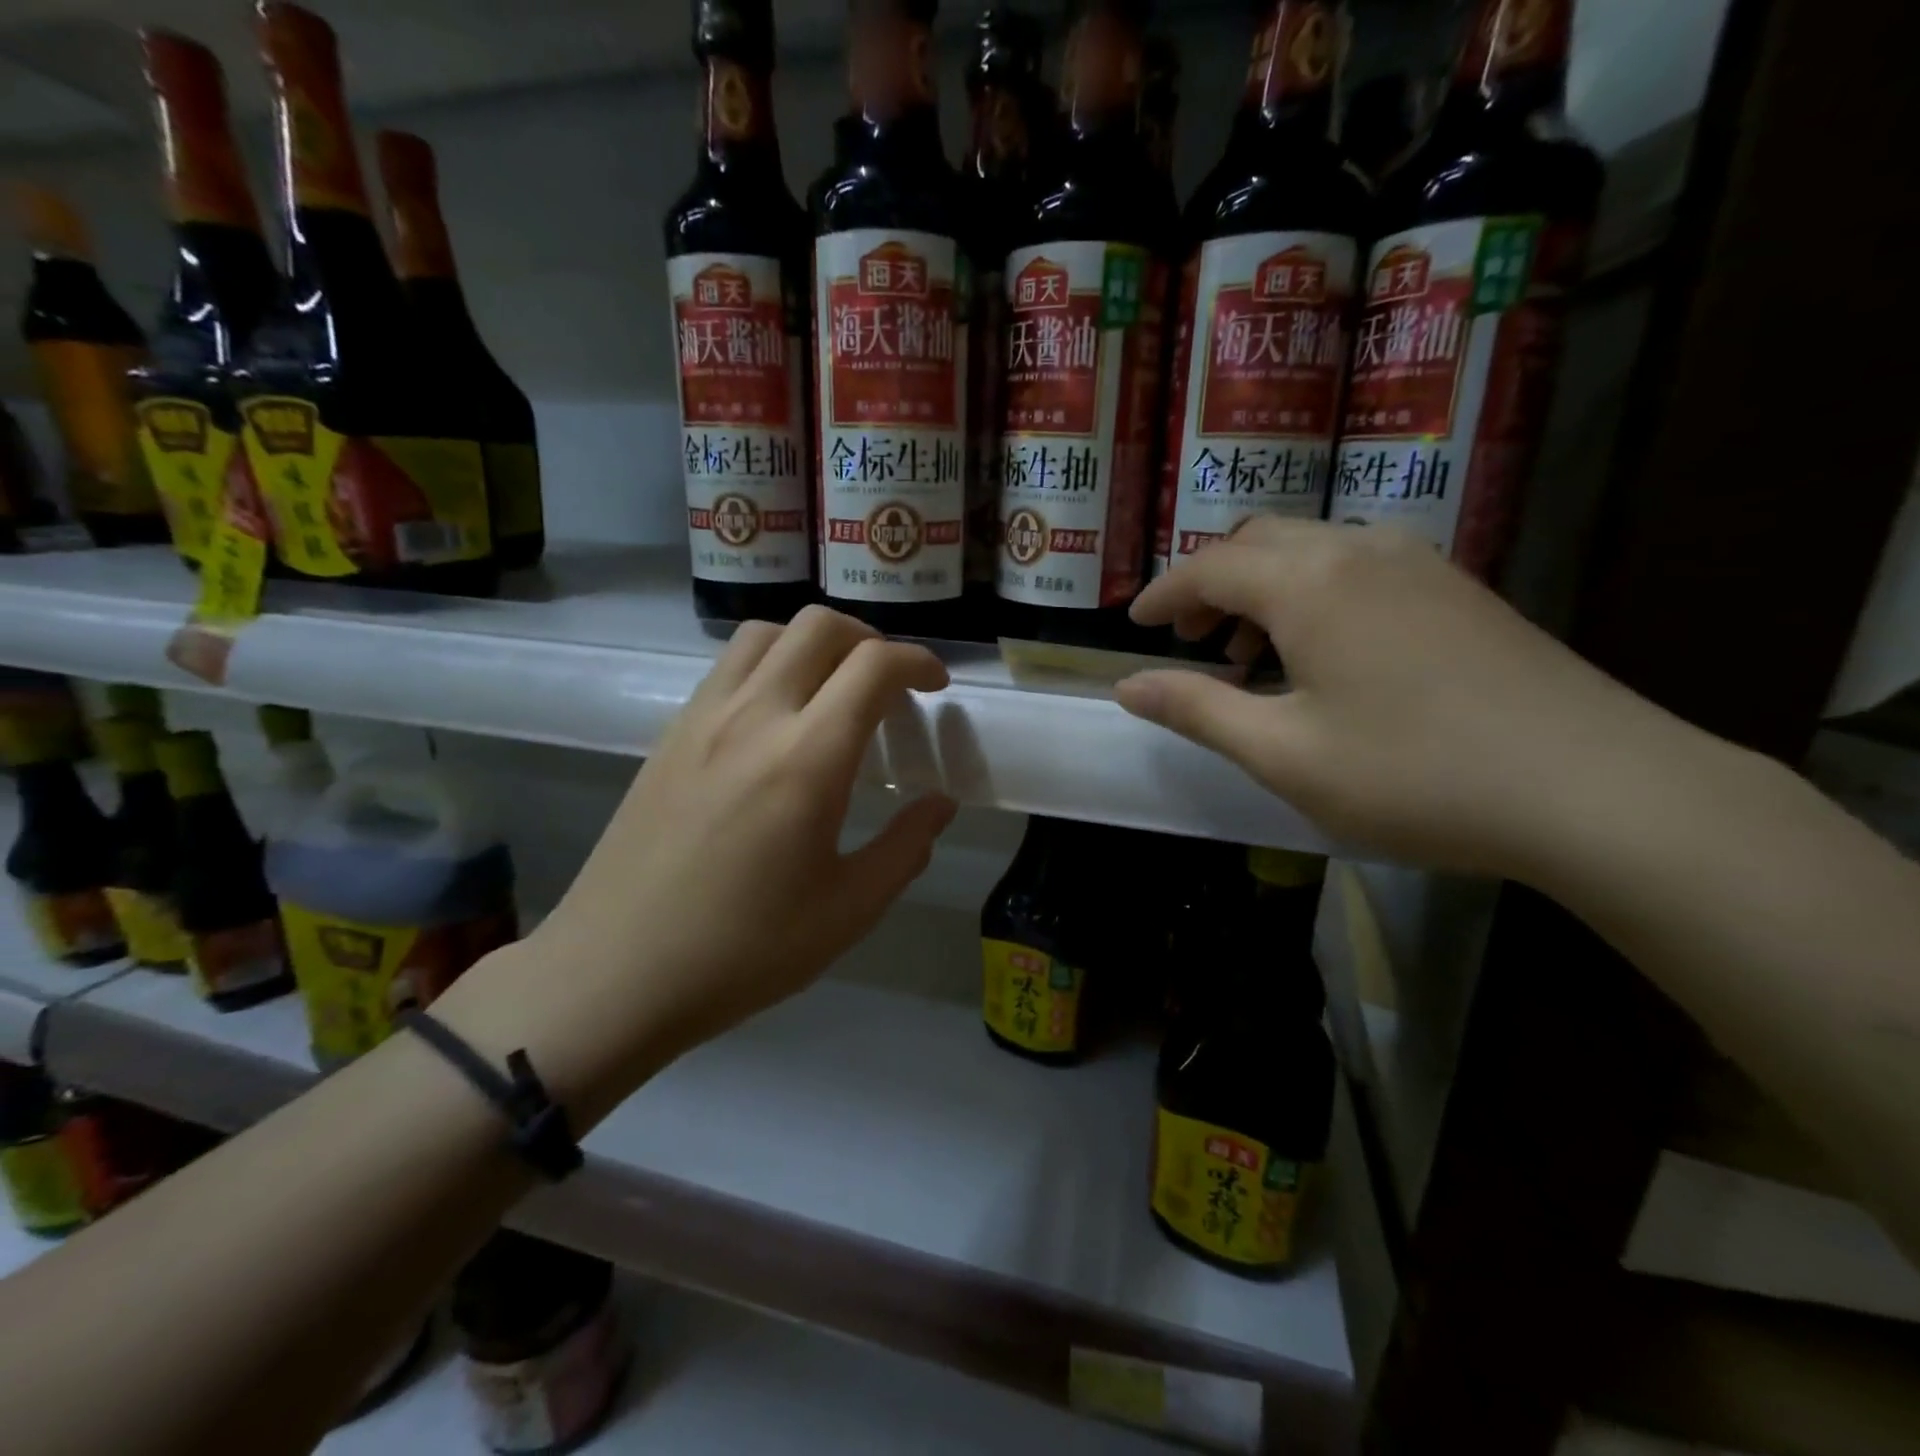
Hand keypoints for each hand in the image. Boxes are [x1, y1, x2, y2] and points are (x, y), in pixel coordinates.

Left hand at [442, 607, 957, 1122]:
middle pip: (819, 626)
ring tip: (833, 688)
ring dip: (814, 643)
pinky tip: (777, 718)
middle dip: (870, 639)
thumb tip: (940, 803)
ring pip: (767, 633)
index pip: (873, 666)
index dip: (918, 661)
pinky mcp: (671, 733)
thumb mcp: (848, 910)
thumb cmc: (744, 949)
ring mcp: (704, 718)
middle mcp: (754, 717)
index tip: (936, 686)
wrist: (617, 971)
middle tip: (889, 684)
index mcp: (808, 758)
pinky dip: (770, 663)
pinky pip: (729, 666)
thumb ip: (906, 847)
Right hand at [1117, 519, 1703, 877]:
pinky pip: (1356, 566)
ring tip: (1248, 657)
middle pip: (1258, 541)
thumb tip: (1127, 686)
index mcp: (1308, 583)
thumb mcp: (1283, 753)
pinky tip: (1321, 655)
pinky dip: (1311, 593)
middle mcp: (1359, 550)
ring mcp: (1417, 563)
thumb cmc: (1414, 774)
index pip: (1208, 567)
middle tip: (1188, 641)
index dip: (1162, 595)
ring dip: (1261, 588)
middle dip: (1209, 584)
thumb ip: (1197, 710)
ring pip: (1309, 549)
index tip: (1132, 625)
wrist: (1598, 789)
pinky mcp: (1456, 588)